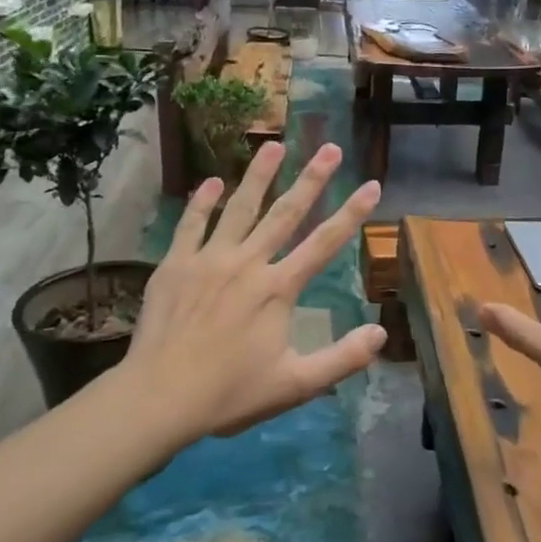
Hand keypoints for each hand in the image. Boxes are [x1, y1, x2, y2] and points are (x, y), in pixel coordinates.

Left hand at [108, 141, 385, 446]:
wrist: (160, 396)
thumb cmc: (230, 392)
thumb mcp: (295, 384)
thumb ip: (342, 359)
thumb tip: (381, 334)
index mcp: (278, 288)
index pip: (324, 243)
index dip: (352, 213)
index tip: (371, 184)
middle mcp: (248, 263)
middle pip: (286, 213)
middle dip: (311, 179)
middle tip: (329, 147)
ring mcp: (209, 260)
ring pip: (239, 208)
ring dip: (258, 176)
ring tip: (274, 145)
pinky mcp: (176, 265)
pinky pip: (191, 225)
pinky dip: (202, 202)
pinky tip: (212, 181)